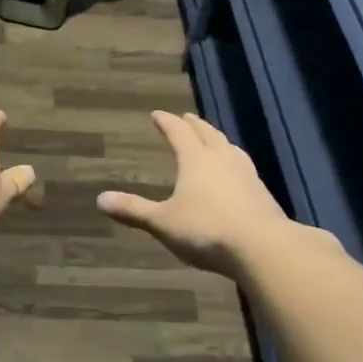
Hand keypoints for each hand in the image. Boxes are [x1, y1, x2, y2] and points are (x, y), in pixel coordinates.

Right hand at [97, 111, 293, 276]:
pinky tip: (235, 175)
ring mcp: (246, 174)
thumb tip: (100, 199)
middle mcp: (222, 159)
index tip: (157, 114)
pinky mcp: (262, 193)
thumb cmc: (206, 229)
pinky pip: (244, 168)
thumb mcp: (162, 222)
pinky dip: (233, 163)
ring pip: (230, 148)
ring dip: (218, 141)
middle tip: (187, 117)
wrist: (262, 247)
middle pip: (207, 134)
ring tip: (213, 141)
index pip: (178, 133)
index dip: (166, 122)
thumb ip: (134, 210)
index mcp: (196, 159)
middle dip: (195, 125)